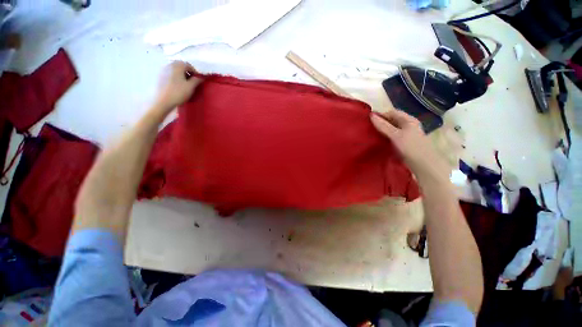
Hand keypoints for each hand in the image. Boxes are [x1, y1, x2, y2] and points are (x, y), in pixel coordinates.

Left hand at [155, 61, 201, 110]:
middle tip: (192, 81)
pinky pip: (170, 73)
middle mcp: (169, 65)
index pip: (188, 65)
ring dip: (181, 74)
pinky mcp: (160, 76)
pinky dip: (175, 76)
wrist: (163, 101)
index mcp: (177, 66)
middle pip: (181, 65)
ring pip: (175, 69)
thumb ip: (197, 80)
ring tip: (185, 83)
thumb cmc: (179, 92)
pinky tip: (178, 85)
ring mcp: (163, 70)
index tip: (198, 79)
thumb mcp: (191, 87)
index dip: (195, 71)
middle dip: (187, 72)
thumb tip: (201, 77)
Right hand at [370, 110, 447, 179]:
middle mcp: (408, 125)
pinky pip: (392, 136)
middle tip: (368, 127)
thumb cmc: (410, 147)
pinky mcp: (404, 142)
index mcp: (408, 120)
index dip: (380, 114)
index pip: (392, 112)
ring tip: (371, 133)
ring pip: (391, 128)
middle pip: (392, 120)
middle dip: (381, 122)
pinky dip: (385, 136)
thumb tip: (371, 115)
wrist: (423, 164)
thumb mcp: (395, 135)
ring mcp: (406, 134)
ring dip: (382, 130)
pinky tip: (379, 140)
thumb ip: (383, 125)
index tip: (368, 119)